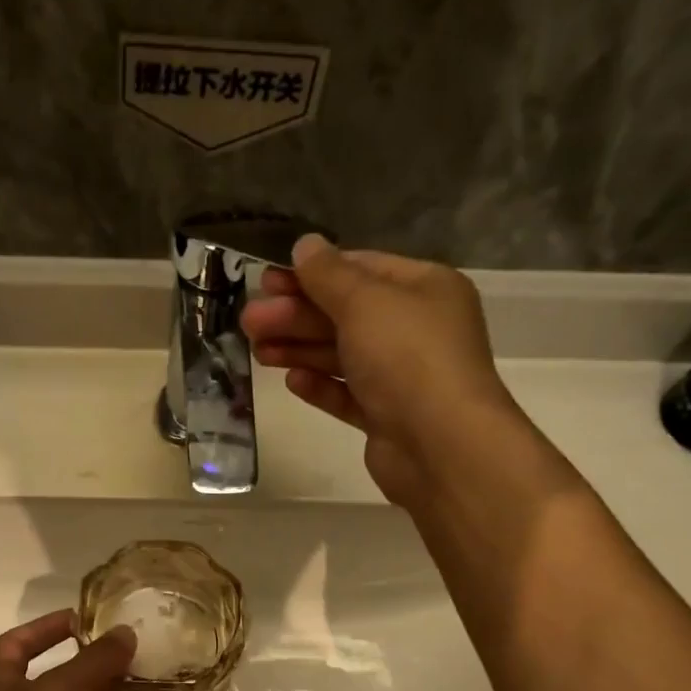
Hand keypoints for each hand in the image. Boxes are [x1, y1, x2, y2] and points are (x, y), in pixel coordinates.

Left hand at [0, 610, 167, 690]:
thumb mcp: (59, 690)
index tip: (85, 617)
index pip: (18, 645)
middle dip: (101, 666)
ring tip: (162, 683)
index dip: (47, 628)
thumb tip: (126, 633)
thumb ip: (95, 660)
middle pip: (66, 681)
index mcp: (4, 686)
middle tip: (141, 650)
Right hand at [241, 236, 523, 505]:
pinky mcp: (388, 418)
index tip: (267, 282)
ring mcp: (403, 377)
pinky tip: (292, 381)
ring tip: (257, 351)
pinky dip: (321, 386)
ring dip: (300, 350)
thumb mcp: (364, 302)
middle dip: (296, 316)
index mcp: (425, 289)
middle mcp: (417, 330)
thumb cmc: (407, 358)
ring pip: (343, 356)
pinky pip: (349, 395)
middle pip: (346, 315)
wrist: (440, 445)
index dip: (312, 274)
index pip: (362, 270)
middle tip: (250, 321)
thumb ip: (329, 275)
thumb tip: (306, 245)